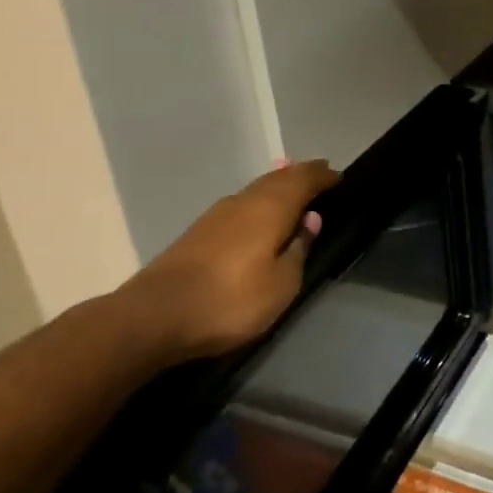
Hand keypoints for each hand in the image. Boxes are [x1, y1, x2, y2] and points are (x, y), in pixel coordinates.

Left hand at [111, 159, 339, 361]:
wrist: (153, 317)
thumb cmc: (230, 301)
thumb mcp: (281, 283)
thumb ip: (299, 249)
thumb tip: (311, 220)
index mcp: (270, 208)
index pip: (304, 179)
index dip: (323, 176)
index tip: (339, 177)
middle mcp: (244, 201)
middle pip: (278, 178)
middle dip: (300, 175)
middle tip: (320, 174)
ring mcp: (216, 215)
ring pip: (256, 190)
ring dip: (278, 186)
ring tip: (294, 189)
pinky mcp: (197, 233)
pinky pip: (240, 205)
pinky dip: (258, 202)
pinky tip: (259, 214)